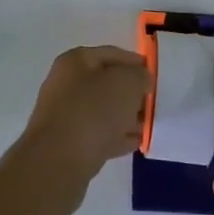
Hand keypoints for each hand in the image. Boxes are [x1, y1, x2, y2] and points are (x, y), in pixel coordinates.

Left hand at [7, 45, 149, 214]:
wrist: (59, 160)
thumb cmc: (93, 111)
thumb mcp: (126, 83)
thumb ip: (139, 76)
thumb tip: (141, 80)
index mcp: (75, 61)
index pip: (111, 54)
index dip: (135, 62)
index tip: (154, 75)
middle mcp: (66, 84)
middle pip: (106, 83)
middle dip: (131, 93)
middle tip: (153, 103)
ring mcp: (65, 115)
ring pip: (102, 111)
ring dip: (125, 117)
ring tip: (148, 125)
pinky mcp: (68, 144)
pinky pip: (98, 135)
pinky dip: (116, 136)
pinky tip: (135, 143)